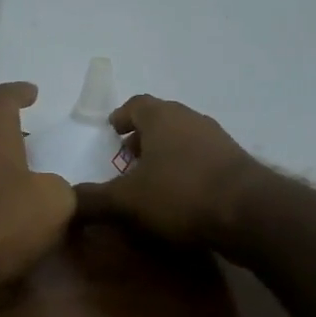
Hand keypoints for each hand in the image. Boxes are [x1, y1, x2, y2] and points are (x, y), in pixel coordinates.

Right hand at [73, 95, 261, 245]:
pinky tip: (181, 195)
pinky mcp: (236, 163)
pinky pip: (202, 158)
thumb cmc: (180, 194)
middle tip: (126, 159)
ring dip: (166, 153)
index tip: (111, 130)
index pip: (136, 104)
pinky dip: (187, 169)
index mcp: (162, 117)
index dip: (121, 116)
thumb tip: (64, 204)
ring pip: (183, 139)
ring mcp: (218, 139)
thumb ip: (93, 200)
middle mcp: (190, 119)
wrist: (250, 213)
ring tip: (152, 180)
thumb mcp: (127, 201)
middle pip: (161, 119)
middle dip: (142, 136)